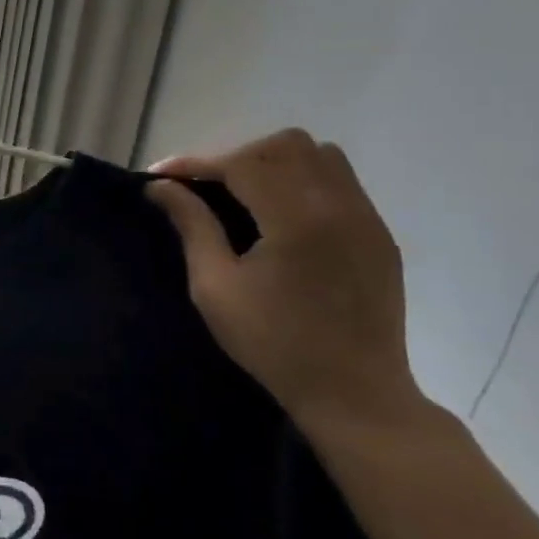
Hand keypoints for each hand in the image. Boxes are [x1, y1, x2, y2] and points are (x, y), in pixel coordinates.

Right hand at [145, 129, 425, 435]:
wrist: (354, 392)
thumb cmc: (273, 343)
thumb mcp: (215, 287)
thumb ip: (192, 226)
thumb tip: (160, 187)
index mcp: (296, 220)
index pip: (241, 164)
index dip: (195, 163)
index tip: (159, 175)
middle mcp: (338, 206)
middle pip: (285, 146)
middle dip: (237, 157)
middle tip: (206, 188)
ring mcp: (367, 218)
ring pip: (320, 155)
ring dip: (275, 163)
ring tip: (245, 195)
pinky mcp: (379, 234)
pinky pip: (341, 182)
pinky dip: (304, 181)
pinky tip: (281, 215)